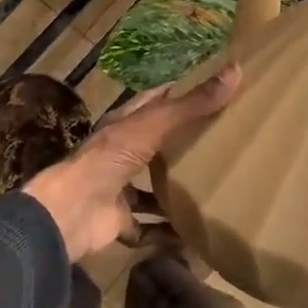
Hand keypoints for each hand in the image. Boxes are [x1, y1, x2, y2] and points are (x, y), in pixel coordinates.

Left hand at [23, 66, 240, 261]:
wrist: (72, 212)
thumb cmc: (111, 158)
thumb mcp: (155, 124)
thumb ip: (192, 104)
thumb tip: (235, 71)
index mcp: (125, 125)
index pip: (154, 103)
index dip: (178, 93)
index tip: (211, 89)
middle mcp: (121, 154)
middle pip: (156, 146)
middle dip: (183, 146)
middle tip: (223, 143)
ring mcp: (119, 189)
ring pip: (152, 188)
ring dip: (175, 192)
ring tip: (213, 191)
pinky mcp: (121, 222)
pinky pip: (149, 228)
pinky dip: (168, 233)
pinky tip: (194, 236)